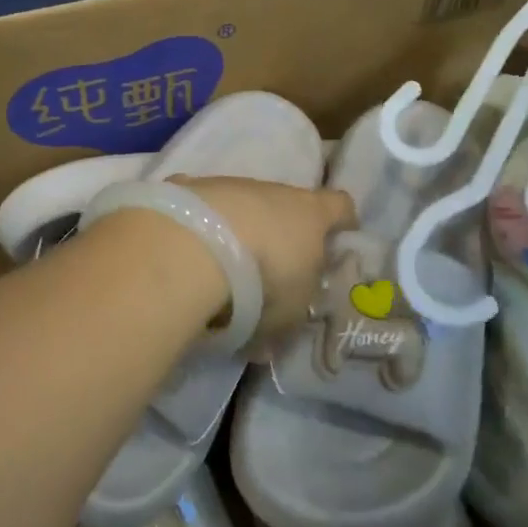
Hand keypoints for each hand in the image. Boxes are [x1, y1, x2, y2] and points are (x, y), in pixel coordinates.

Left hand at [173, 177, 356, 338]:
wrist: (193, 247)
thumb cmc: (262, 282)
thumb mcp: (287, 315)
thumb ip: (284, 321)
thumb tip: (269, 343)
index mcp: (310, 214)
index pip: (340, 206)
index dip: (342, 222)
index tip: (339, 240)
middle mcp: (272, 190)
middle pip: (286, 205)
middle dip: (281, 232)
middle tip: (269, 271)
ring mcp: (227, 184)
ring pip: (240, 204)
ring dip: (235, 229)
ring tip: (218, 268)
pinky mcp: (188, 186)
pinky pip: (199, 207)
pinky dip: (197, 225)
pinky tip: (184, 252)